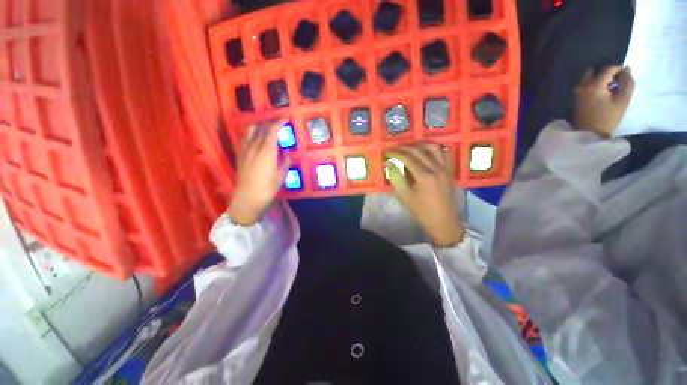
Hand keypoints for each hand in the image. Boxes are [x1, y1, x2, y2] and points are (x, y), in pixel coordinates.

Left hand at [228, 119, 290, 225]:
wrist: (247, 198)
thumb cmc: (268, 188)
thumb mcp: (281, 175)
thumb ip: (285, 160)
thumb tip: (286, 149)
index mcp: (266, 151)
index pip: (271, 130)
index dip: (279, 122)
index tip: (286, 118)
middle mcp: (254, 147)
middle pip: (260, 127)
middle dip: (270, 122)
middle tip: (279, 123)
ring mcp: (245, 150)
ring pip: (250, 130)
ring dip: (260, 126)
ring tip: (267, 129)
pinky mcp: (240, 155)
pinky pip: (245, 138)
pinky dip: (252, 133)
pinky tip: (257, 139)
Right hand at [385, 144, 463, 246]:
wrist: (443, 221)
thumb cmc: (421, 211)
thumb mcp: (404, 196)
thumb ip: (396, 177)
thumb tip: (388, 163)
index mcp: (424, 176)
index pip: (408, 158)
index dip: (396, 153)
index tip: (387, 152)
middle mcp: (437, 168)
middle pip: (419, 151)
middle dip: (405, 147)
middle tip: (395, 148)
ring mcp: (446, 168)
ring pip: (433, 148)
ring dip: (420, 144)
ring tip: (409, 147)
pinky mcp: (450, 171)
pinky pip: (444, 153)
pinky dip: (433, 148)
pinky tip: (426, 151)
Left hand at [574, 65, 634, 137]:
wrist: (589, 134)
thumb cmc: (608, 118)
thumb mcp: (623, 100)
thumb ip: (627, 82)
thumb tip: (627, 69)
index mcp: (594, 85)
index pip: (608, 68)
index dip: (619, 69)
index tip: (625, 76)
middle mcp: (582, 85)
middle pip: (595, 70)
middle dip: (607, 72)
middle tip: (616, 81)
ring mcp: (577, 92)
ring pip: (589, 77)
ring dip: (600, 78)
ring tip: (611, 88)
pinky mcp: (576, 98)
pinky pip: (585, 85)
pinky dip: (595, 84)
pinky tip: (603, 93)